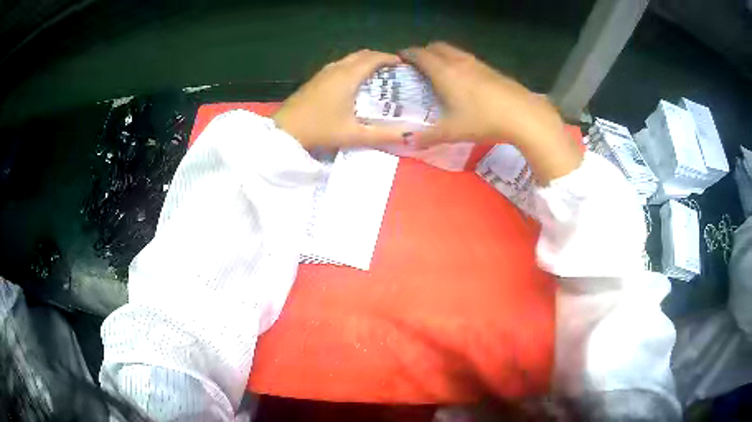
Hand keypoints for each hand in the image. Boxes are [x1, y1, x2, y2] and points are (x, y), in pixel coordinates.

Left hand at [273, 49, 407, 148]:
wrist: (285, 132)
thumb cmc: (321, 129)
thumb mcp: (355, 135)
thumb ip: (384, 135)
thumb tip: (410, 136)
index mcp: (348, 76)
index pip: (374, 58)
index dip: (391, 58)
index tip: (404, 65)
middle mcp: (337, 68)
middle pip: (362, 54)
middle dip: (379, 58)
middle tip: (393, 71)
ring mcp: (323, 72)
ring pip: (349, 59)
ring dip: (365, 62)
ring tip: (377, 76)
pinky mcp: (315, 79)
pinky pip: (340, 65)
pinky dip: (352, 67)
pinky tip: (354, 84)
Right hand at [401, 42, 582, 182]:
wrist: (524, 116)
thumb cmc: (483, 120)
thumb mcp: (453, 132)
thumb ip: (429, 136)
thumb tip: (409, 143)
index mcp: (444, 72)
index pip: (420, 55)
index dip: (408, 54)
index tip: (400, 59)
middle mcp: (459, 62)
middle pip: (437, 46)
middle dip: (425, 52)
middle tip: (419, 66)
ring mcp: (478, 64)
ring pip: (454, 51)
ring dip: (443, 56)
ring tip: (441, 72)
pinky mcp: (492, 70)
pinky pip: (469, 60)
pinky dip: (459, 63)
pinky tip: (465, 81)